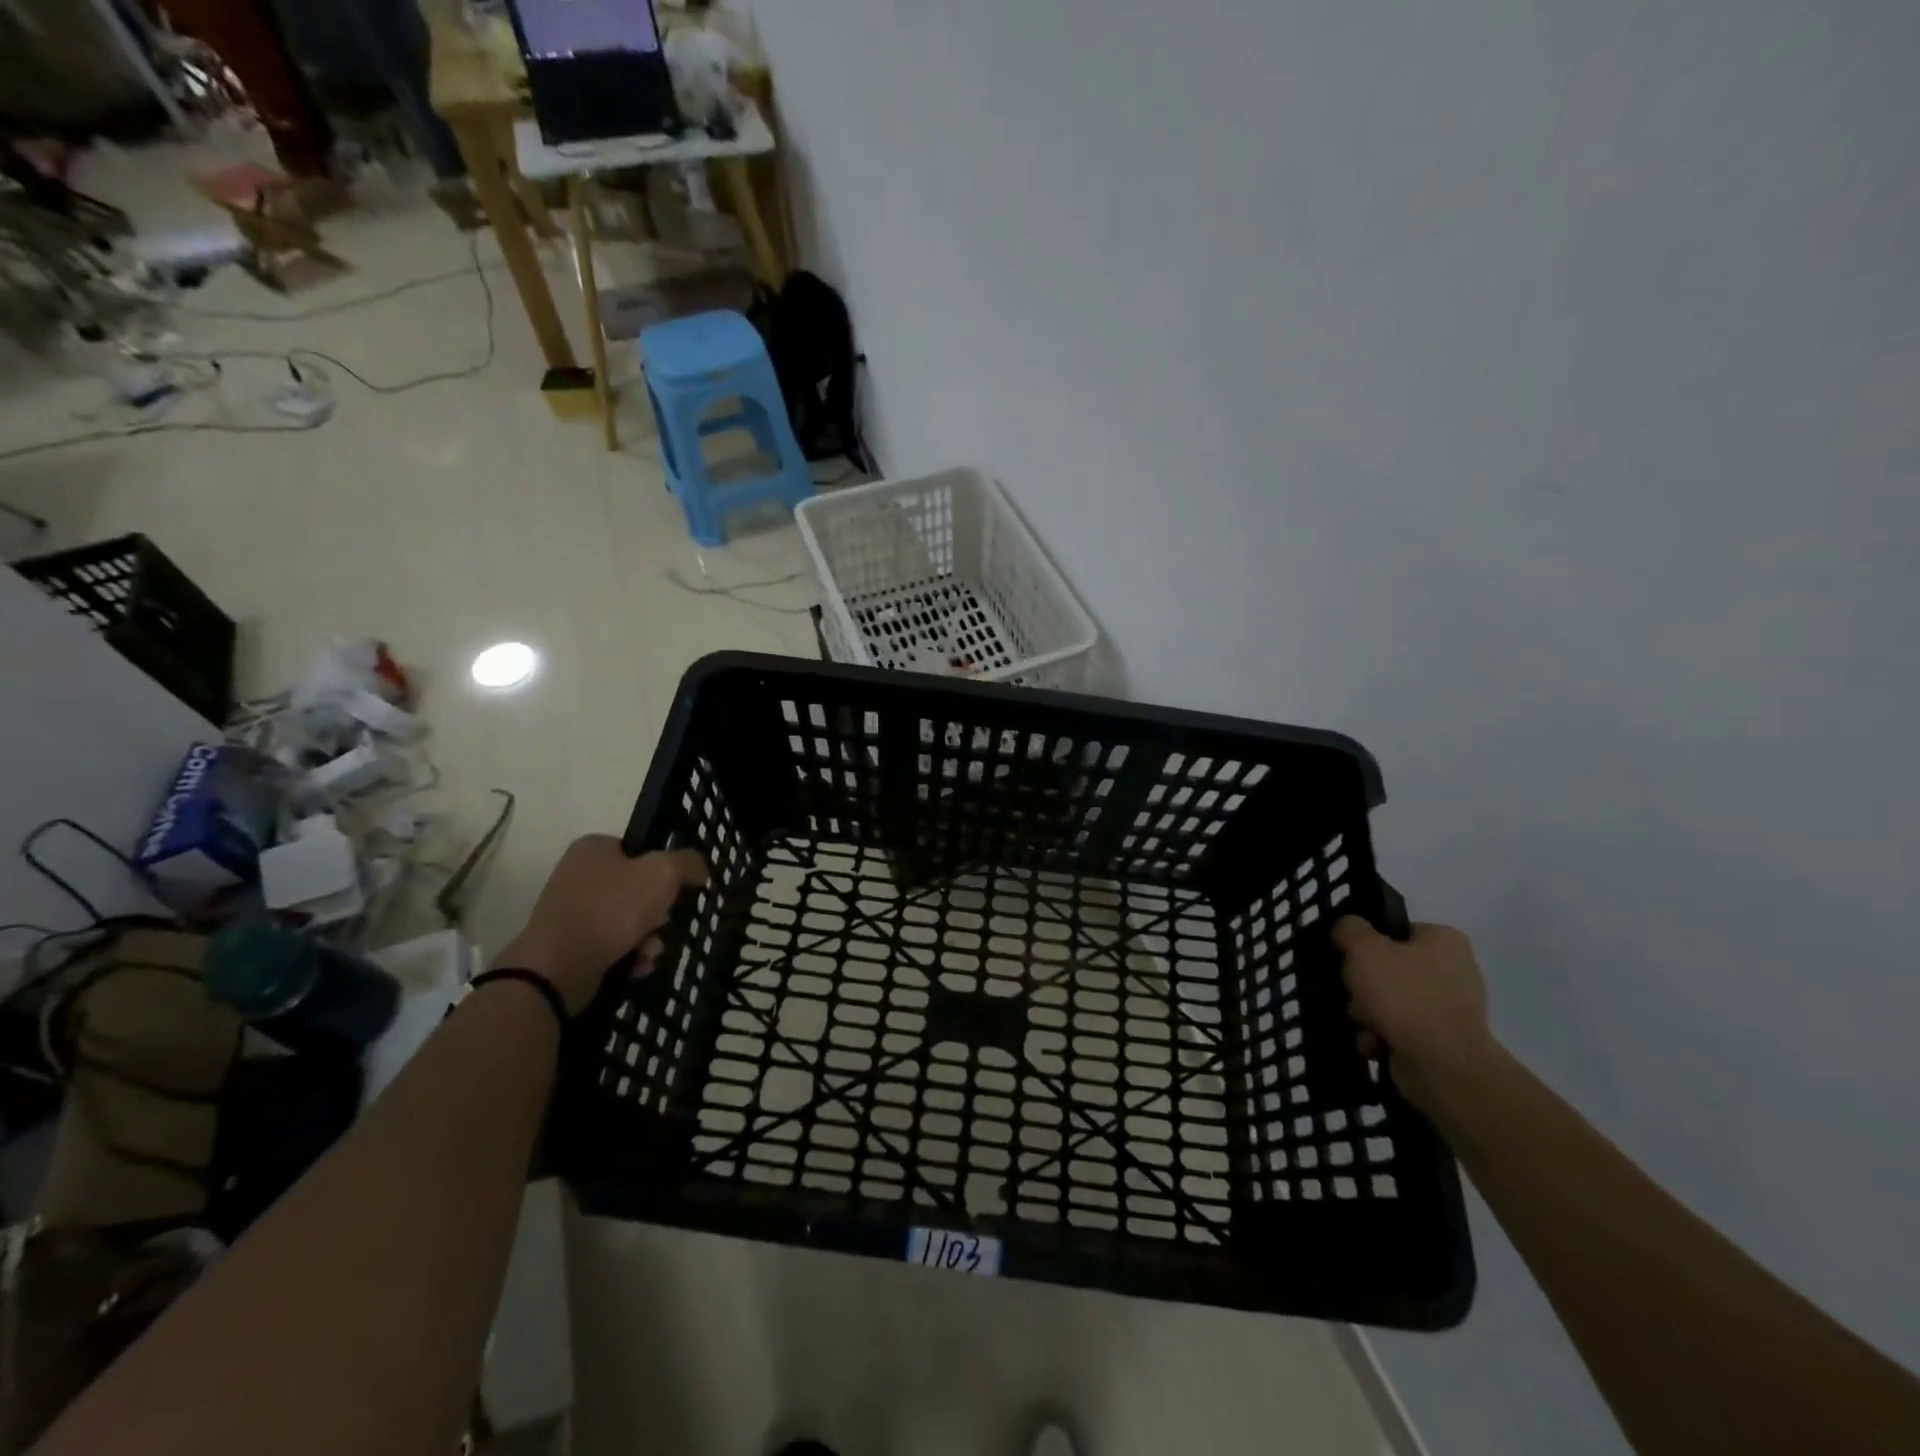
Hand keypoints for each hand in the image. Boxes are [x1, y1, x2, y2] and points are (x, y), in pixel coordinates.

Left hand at [495, 836, 707, 1013]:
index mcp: (594, 848)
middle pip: (639, 888)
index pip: (642, 851)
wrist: (558, 968)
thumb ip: (688, 862)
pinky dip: (629, 955)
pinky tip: (636, 967)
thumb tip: (699, 870)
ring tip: (649, 952)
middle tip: (663, 923)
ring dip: (649, 937)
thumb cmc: (612, 909)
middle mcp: (579, 874)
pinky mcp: (569, 943)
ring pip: (629, 919)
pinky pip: (612, 943)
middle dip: (659, 913)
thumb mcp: (663, 873)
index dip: (665, 871)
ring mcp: (572, 910)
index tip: (676, 891)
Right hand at [1333, 916, 1497, 1112]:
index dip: (1368, 943)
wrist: (1442, 1064)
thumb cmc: (1404, 995)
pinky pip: (1402, 1029)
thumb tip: (1347, 927)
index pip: (1397, 931)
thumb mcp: (1364, 949)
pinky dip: (1382, 1035)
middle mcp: (1455, 970)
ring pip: (1392, 1001)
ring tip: (1362, 1024)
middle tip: (1353, 994)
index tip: (1349, 957)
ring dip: (1368, 1013)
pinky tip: (1373, 1043)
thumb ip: (1349, 929)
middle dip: (1364, 986)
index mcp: (1444, 940)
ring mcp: (1452, 1009)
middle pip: (1390, 968)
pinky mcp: (1444, 1041)